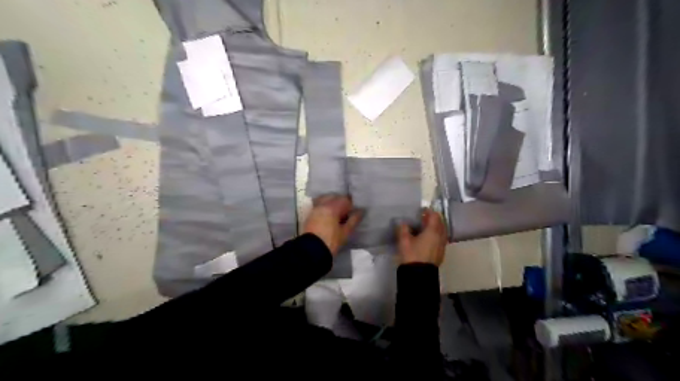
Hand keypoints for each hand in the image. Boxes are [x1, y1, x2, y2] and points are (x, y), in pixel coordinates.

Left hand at [304, 197, 363, 254]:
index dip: (351, 205)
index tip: (353, 213)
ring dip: (332, 203)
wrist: (311, 251)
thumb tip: (360, 211)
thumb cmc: (331, 242)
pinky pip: (318, 205)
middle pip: (334, 197)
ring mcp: (314, 209)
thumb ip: (354, 220)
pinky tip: (328, 216)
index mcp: (332, 207)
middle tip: (346, 213)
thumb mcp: (345, 232)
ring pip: (325, 199)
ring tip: (336, 214)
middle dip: (341, 202)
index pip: (344, 200)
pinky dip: (324, 207)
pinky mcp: (309, 215)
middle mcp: (322, 205)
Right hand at [397, 207, 449, 266]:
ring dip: (434, 228)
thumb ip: (403, 229)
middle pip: (440, 223)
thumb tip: (403, 223)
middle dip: (432, 219)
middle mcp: (441, 236)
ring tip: (423, 229)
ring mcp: (442, 245)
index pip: (435, 216)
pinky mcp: (441, 253)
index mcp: (433, 231)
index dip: (428, 212)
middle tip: (422, 219)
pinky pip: (440, 239)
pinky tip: (426, 239)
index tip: (421, 211)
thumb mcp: (404, 241)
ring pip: (441, 232)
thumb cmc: (412, 255)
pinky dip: (435, 236)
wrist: (419, 275)